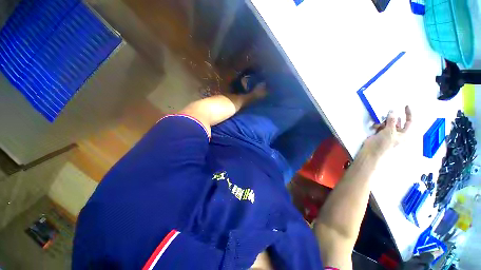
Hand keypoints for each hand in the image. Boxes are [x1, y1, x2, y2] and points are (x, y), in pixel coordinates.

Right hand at [364, 106, 411, 156]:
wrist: (371, 150)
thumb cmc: (384, 143)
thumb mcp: (390, 131)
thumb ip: (392, 121)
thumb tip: (393, 111)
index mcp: (403, 134)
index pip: (409, 122)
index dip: (409, 114)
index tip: (406, 106)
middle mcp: (397, 133)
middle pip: (397, 121)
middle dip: (391, 118)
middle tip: (387, 115)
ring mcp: (388, 133)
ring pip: (387, 123)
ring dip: (383, 122)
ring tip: (378, 124)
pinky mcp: (380, 133)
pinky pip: (380, 126)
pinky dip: (377, 125)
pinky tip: (374, 127)